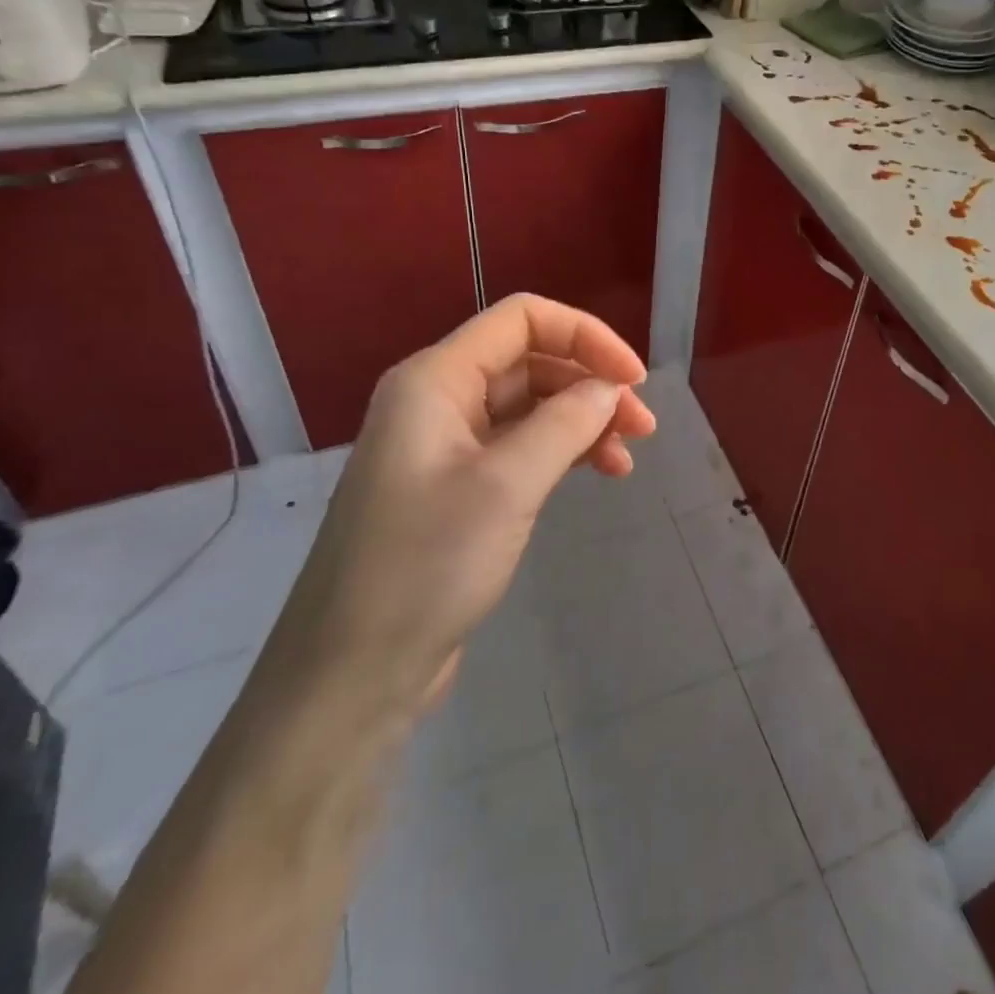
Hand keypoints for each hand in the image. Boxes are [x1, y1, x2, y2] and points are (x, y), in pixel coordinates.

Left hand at [268, 294, 653, 718]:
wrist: (352, 674)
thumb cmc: (426, 566)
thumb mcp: (507, 486)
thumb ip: (566, 423)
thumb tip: (610, 388)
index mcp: (436, 379)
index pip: (522, 319)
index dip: (585, 336)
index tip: (633, 379)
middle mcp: (438, 399)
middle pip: (530, 360)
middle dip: (590, 383)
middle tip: (642, 426)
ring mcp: (446, 445)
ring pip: (530, 405)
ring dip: (583, 419)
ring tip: (627, 456)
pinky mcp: (458, 487)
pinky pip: (520, 445)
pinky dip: (563, 451)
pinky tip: (598, 472)